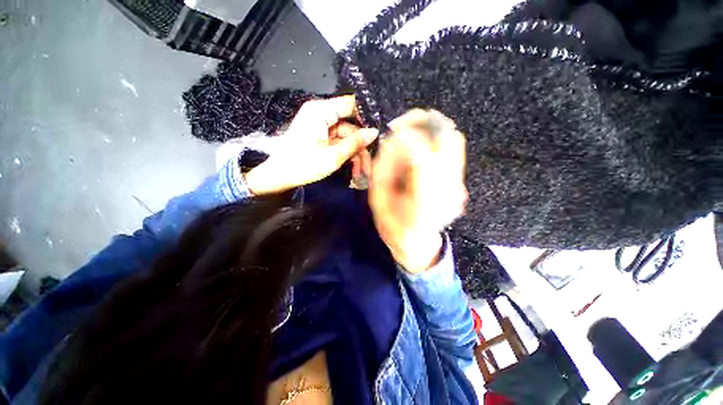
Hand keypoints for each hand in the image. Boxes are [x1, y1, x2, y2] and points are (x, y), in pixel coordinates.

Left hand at [244, 96, 378, 194]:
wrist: (279, 176)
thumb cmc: (304, 165)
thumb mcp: (333, 156)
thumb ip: (355, 142)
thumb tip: (374, 132)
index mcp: (321, 112)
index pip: (351, 105)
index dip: (367, 117)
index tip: (381, 132)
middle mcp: (322, 114)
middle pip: (350, 126)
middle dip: (361, 146)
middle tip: (371, 164)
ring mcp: (321, 127)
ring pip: (347, 137)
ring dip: (355, 154)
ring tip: (362, 173)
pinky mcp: (321, 137)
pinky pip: (339, 143)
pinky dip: (347, 155)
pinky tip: (354, 170)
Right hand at [369, 109, 467, 273]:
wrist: (417, 245)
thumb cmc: (393, 227)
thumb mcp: (377, 199)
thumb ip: (383, 168)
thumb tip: (392, 139)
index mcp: (424, 199)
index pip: (422, 154)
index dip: (406, 135)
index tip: (392, 131)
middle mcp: (448, 189)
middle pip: (447, 137)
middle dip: (422, 122)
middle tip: (400, 126)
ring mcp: (458, 185)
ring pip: (452, 139)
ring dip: (428, 129)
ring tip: (408, 136)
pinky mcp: (459, 182)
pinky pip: (451, 148)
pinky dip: (434, 140)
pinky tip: (418, 149)